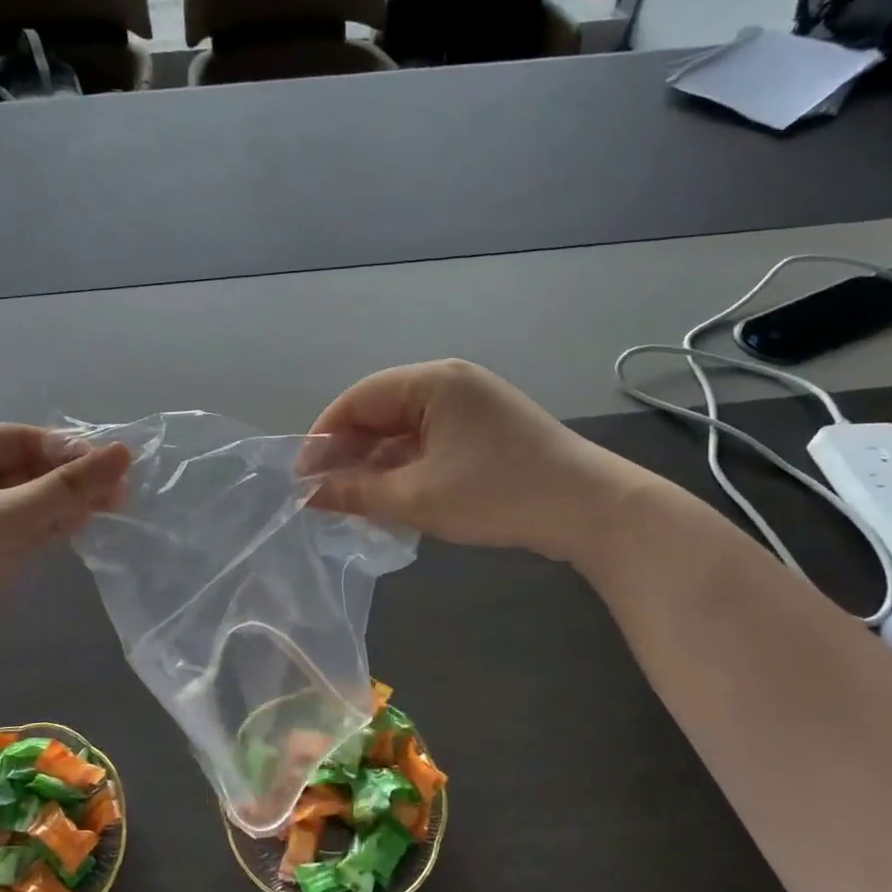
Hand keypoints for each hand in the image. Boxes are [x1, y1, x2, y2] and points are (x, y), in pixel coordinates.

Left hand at [0, 425, 129, 680]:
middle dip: (73, 477)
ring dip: (72, 500)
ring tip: (115, 505)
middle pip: (32, 467)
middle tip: (120, 488)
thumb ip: (64, 488)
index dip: (64, 449)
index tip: (109, 463)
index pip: (20, 439)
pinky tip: (88, 523)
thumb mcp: (3, 519)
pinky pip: (35, 524)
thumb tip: (124, 453)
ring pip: (38, 497)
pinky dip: (60, 522)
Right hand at [303, 360, 636, 560]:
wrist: (590, 510)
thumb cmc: (497, 494)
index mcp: (433, 381)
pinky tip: (390, 497)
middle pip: (380, 412)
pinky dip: (406, 467)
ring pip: (404, 430)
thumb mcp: (418, 497)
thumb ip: (356, 492)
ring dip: (376, 464)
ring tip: (352, 501)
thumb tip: (307, 495)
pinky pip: (429, 442)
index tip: (301, 477)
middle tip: (324, 493)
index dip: (324, 437)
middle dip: (349, 453)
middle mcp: (450, 383)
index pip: (358, 399)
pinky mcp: (485, 431)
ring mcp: (471, 406)